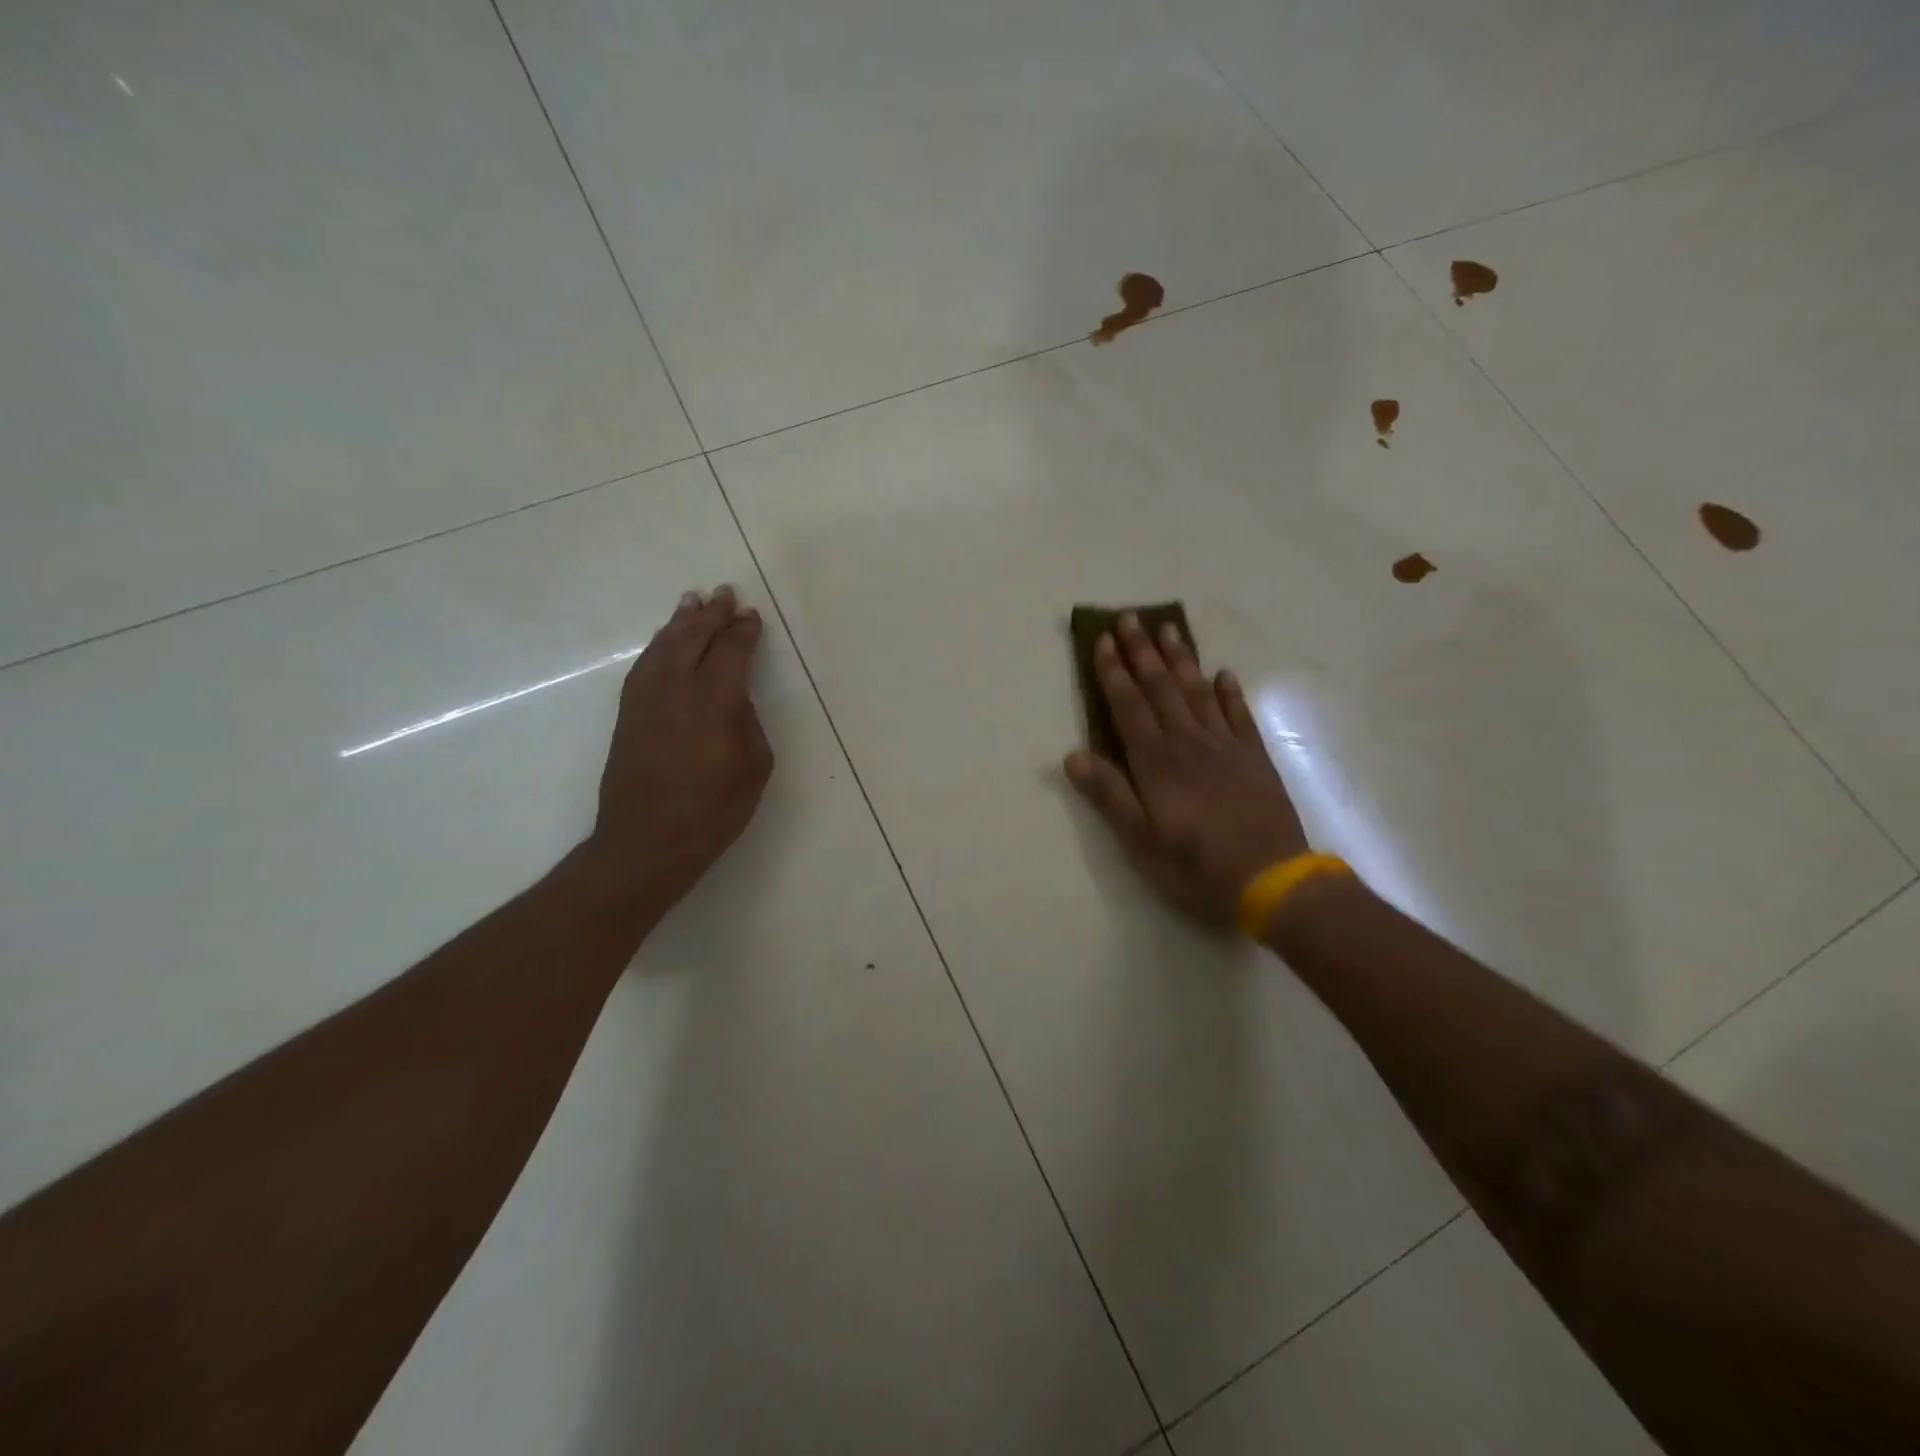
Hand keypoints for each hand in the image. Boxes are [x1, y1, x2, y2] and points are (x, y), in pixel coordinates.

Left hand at [584, 585, 774, 920]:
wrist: (646, 843)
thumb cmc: (713, 811)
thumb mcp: (754, 768)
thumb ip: (748, 724)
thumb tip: (735, 701)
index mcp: (715, 702)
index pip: (731, 653)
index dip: (743, 632)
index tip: (752, 616)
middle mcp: (677, 690)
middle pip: (694, 639)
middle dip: (711, 615)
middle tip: (724, 593)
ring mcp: (646, 700)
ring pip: (664, 647)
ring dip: (680, 623)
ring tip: (692, 602)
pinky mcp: (627, 715)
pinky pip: (644, 666)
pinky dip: (658, 646)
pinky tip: (665, 641)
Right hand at [1065, 615, 1306, 928]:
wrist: (1272, 880)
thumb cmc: (1195, 866)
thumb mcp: (1140, 840)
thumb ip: (1109, 794)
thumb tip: (1073, 755)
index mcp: (1156, 762)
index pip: (1129, 706)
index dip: (1114, 672)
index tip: (1103, 640)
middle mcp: (1189, 743)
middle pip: (1161, 688)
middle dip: (1143, 652)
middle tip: (1131, 617)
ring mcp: (1226, 747)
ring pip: (1198, 692)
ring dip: (1182, 659)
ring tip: (1170, 628)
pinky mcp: (1255, 758)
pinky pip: (1239, 715)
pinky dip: (1229, 692)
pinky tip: (1222, 674)